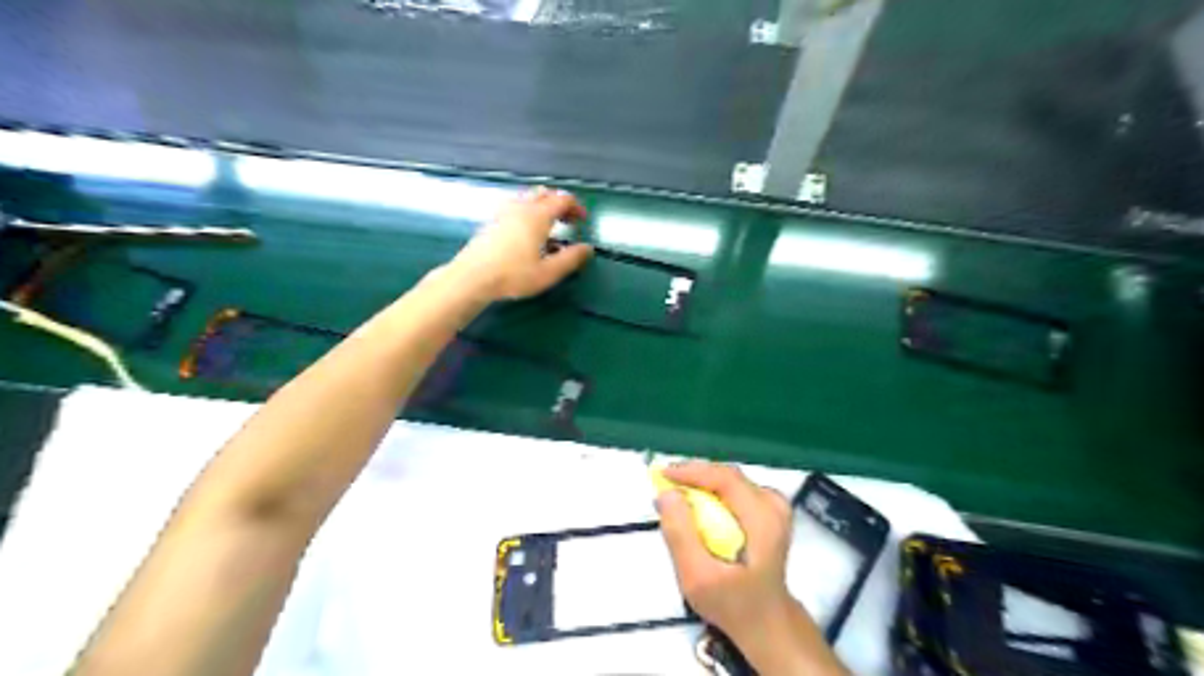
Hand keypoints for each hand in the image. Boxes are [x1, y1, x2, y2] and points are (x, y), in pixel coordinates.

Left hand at [450, 184, 593, 300]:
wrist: (472, 277)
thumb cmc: (513, 275)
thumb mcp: (548, 272)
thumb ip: (570, 259)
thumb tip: (588, 248)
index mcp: (538, 216)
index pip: (562, 199)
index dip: (576, 207)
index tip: (582, 220)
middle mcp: (521, 208)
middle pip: (544, 193)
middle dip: (559, 203)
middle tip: (568, 220)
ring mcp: (504, 212)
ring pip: (528, 198)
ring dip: (543, 206)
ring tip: (549, 226)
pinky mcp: (492, 221)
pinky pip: (516, 206)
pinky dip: (528, 212)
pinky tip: (527, 232)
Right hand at [655, 463, 797, 639]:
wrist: (765, 620)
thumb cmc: (732, 603)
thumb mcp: (698, 577)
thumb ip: (680, 534)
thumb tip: (666, 494)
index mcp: (763, 519)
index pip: (725, 479)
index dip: (691, 472)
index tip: (661, 475)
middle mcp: (773, 504)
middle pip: (726, 476)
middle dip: (692, 476)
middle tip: (663, 485)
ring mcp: (774, 504)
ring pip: (728, 480)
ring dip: (700, 483)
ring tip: (676, 494)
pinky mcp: (768, 508)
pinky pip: (733, 489)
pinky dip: (711, 491)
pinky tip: (697, 505)